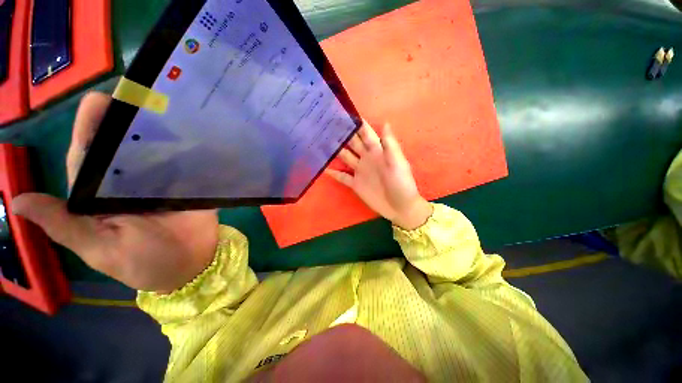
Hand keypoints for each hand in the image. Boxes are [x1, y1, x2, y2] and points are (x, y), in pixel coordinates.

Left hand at [12, 92, 218, 293]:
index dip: (89, 128)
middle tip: (141, 96)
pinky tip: (195, 135)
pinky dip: (189, 151)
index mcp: (100, 197)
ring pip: (156, 152)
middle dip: (128, 121)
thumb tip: (19, 202)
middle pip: (124, 147)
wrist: (192, 266)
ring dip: (162, 132)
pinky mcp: (188, 186)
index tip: (99, 101)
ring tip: (170, 109)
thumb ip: (65, 226)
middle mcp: (128, 183)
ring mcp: (162, 183)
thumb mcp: (101, 249)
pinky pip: (187, 165)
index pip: (88, 157)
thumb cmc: (145, 264)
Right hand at [327, 121, 431, 229]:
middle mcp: (366, 158)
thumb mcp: (398, 163)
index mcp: (377, 151)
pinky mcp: (355, 184)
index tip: (343, 113)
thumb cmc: (401, 184)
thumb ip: (390, 145)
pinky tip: (323, 167)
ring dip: (335, 151)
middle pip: (352, 143)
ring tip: (321, 143)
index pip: (365, 133)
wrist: (399, 207)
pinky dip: (333, 172)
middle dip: (342, 134)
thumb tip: (385, 122)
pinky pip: (342, 176)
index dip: (356, 123)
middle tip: (326, 125)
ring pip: (345, 157)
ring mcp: (360, 171)